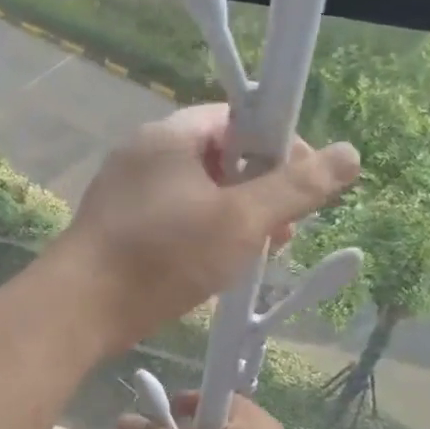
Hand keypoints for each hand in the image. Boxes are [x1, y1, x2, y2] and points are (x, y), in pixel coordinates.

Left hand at [50, 104, 359, 352]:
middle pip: (218, 157)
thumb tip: (350, 154)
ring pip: (196, 193)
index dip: (279, 145)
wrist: (79, 309)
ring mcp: (125, 191)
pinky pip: (172, 218)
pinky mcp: (118, 226)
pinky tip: (215, 268)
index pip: (237, 119)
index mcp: (167, 136)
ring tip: (255, 256)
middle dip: (260, 191)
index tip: (307, 184)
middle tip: (284, 232)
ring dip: (233, 218)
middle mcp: (142, 155)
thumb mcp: (240, 221)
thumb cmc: (162, 256)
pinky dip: (201, 234)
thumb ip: (295, 187)